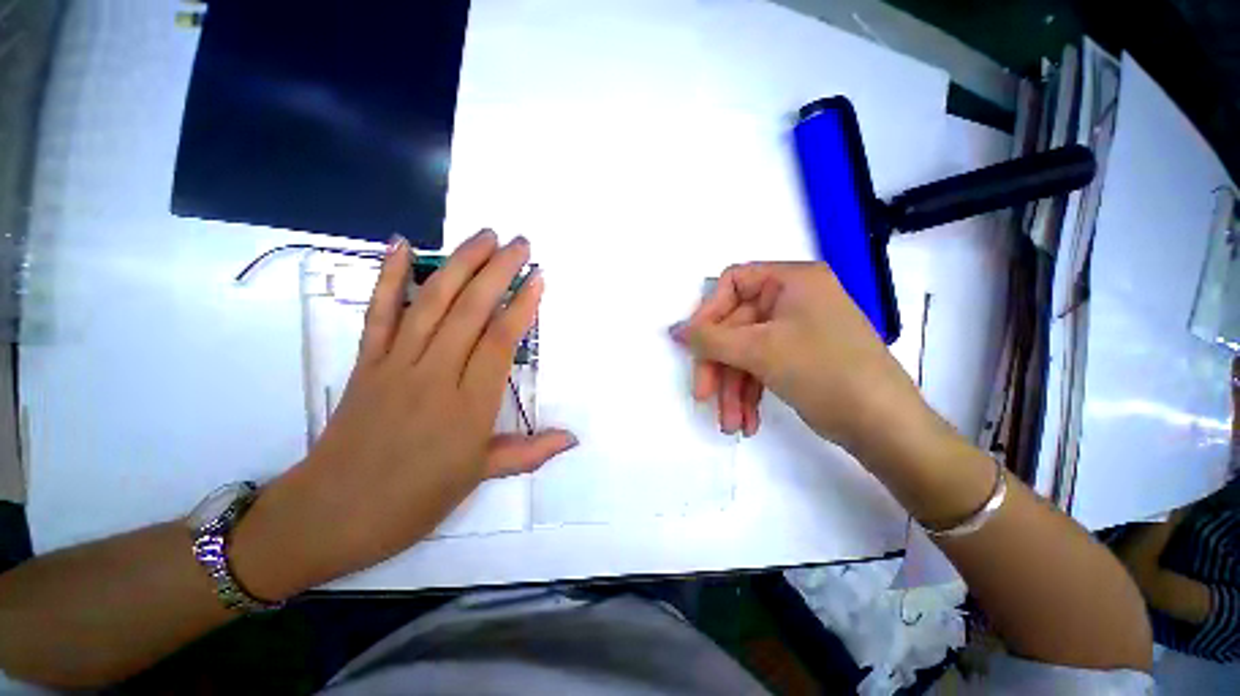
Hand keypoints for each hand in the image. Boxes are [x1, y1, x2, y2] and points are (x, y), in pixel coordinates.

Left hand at [232, 230, 575, 598]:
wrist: (329, 514)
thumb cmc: (413, 500)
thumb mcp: (479, 477)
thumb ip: (530, 451)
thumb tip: (573, 438)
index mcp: (468, 406)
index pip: (500, 341)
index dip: (521, 305)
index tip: (537, 277)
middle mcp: (435, 375)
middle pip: (470, 311)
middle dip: (498, 271)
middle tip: (519, 243)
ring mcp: (396, 364)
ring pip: (432, 303)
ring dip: (460, 264)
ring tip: (483, 236)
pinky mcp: (366, 362)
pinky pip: (379, 313)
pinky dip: (388, 276)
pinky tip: (399, 245)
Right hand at [674, 262, 937, 462]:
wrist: (884, 426)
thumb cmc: (824, 371)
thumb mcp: (760, 351)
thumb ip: (710, 339)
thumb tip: (674, 331)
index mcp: (792, 280)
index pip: (733, 283)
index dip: (708, 313)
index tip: (693, 346)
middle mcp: (792, 299)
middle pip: (736, 327)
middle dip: (719, 367)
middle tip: (704, 396)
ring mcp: (795, 330)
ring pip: (746, 352)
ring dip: (733, 388)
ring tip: (730, 423)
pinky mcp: (797, 357)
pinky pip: (761, 367)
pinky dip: (749, 393)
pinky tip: (746, 421)